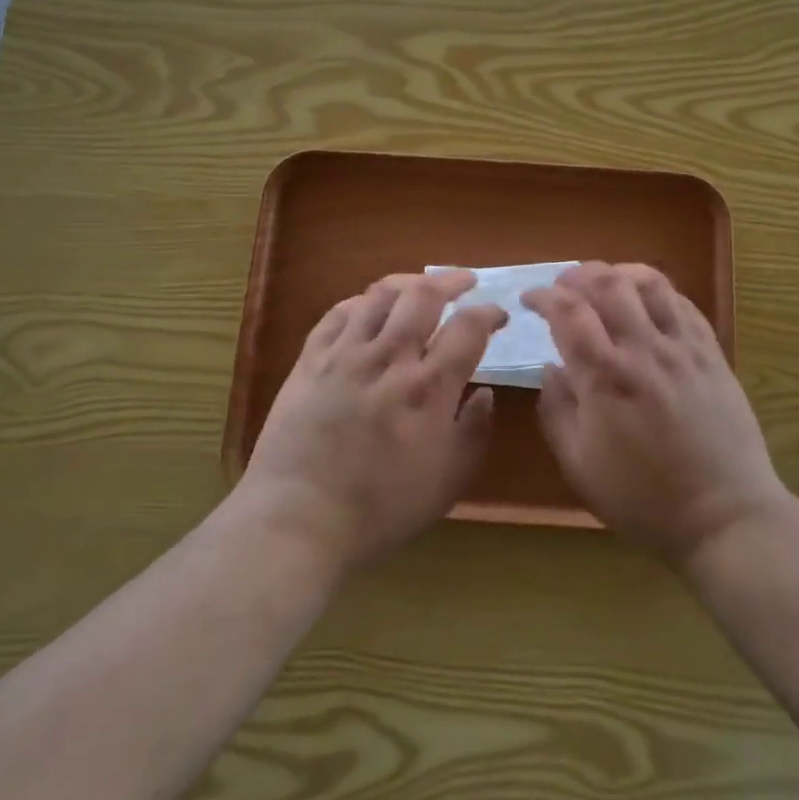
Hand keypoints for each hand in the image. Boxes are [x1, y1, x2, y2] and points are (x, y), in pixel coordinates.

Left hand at [240, 270, 505, 574]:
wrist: (299, 519)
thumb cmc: (381, 509)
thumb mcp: (447, 482)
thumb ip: (474, 432)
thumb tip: (485, 393)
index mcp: (429, 387)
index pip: (468, 328)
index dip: (489, 313)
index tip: (499, 315)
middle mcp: (390, 357)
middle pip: (424, 295)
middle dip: (451, 280)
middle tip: (465, 282)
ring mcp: (346, 354)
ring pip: (380, 295)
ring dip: (408, 283)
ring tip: (420, 287)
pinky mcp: (311, 359)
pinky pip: (338, 313)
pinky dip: (361, 302)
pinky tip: (369, 307)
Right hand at [522, 263, 785, 565]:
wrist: (724, 516)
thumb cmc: (643, 498)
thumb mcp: (579, 466)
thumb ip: (556, 410)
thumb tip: (549, 368)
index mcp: (605, 376)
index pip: (568, 311)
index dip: (543, 296)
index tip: (530, 299)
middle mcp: (643, 348)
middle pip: (606, 283)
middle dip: (576, 275)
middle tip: (562, 286)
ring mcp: (682, 347)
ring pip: (648, 283)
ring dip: (618, 273)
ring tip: (602, 283)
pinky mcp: (711, 352)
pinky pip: (682, 303)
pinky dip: (656, 290)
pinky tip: (645, 301)